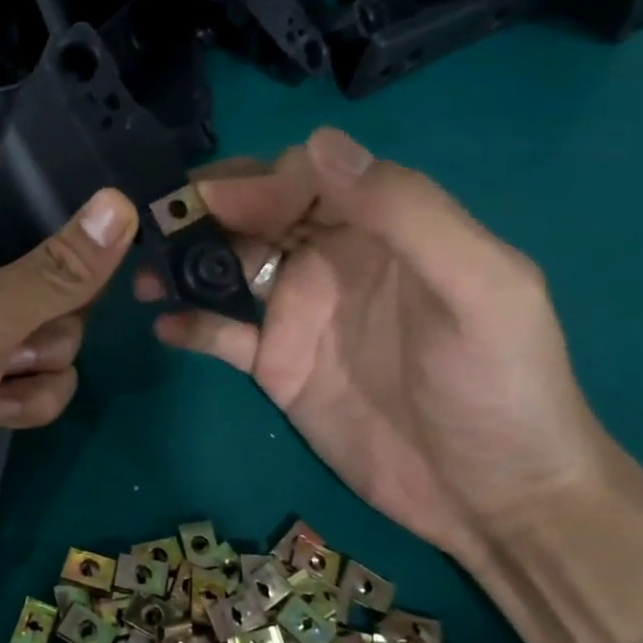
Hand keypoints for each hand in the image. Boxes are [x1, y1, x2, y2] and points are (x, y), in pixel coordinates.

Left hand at [0, 147, 137, 540]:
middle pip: (46, 260)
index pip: (9, 170)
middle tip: (24, 332)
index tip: (104, 217)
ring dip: (35, 362)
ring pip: (47, 322)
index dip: (58, 187)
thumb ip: (59, 268)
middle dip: (52, 310)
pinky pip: (29, 368)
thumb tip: (122, 205)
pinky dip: (21, 394)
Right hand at [143, 128, 610, 569]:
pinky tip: (164, 327)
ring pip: (228, 268)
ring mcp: (298, 314)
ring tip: (142, 276)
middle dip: (203, 214)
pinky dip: (191, 324)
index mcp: (381, 228)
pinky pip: (222, 333)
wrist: (495, 499)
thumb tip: (318, 143)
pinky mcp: (275, 366)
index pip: (305, 179)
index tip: (215, 207)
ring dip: (183, 264)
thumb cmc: (500, 387)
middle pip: (255, 215)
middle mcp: (332, 260)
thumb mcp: (480, 289)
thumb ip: (407, 213)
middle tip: (154, 229)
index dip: (258, 183)